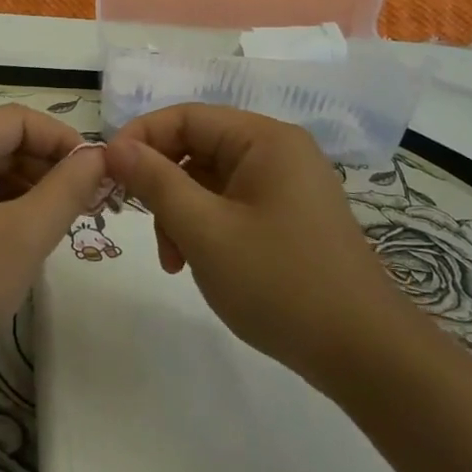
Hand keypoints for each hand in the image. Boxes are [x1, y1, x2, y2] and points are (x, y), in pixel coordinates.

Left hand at [0, 104, 107, 382]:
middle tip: (84, 204)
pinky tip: (15, 243)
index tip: (96, 174)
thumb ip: (67, 189)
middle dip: (44, 167)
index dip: (62, 140)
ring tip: (55, 225)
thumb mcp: (24, 237)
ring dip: (22, 190)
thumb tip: (97, 157)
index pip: (18, 120)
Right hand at [104, 104, 428, 377]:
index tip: (106, 173)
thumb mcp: (204, 230)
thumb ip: (155, 181)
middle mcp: (277, 151)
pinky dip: (204, 227)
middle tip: (138, 223)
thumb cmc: (280, 282)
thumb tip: (113, 146)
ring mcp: (286, 185)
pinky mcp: (288, 216)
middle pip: (196, 148)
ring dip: (180, 213)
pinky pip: (230, 204)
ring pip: (208, 181)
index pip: (185, 117)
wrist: (365, 355)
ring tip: (174, 260)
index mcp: (264, 139)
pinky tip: (197, 263)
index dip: (140, 139)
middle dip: (162, 185)